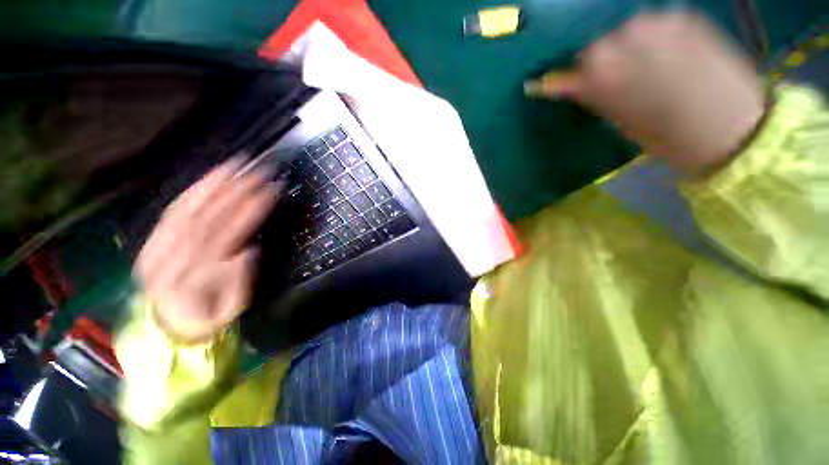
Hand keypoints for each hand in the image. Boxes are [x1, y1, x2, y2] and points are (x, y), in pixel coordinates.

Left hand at [134, 157, 280, 343]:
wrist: (165, 325)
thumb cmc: (205, 319)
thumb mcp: (229, 312)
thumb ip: (239, 284)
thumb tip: (249, 250)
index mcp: (191, 277)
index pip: (227, 234)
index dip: (252, 209)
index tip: (273, 190)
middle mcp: (170, 256)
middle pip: (209, 215)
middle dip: (238, 189)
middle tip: (262, 170)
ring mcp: (159, 244)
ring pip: (189, 208)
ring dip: (215, 182)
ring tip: (238, 163)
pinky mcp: (155, 238)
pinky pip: (175, 209)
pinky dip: (194, 190)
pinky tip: (211, 176)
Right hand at [537, 12, 765, 174]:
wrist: (733, 127)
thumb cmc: (667, 136)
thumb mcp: (619, 121)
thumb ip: (594, 97)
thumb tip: (571, 85)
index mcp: (601, 72)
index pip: (565, 73)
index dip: (558, 80)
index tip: (548, 84)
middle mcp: (624, 37)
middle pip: (596, 46)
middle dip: (598, 61)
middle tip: (611, 79)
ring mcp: (657, 21)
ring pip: (624, 32)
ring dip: (626, 47)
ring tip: (644, 67)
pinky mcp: (684, 16)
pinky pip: (653, 25)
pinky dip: (651, 38)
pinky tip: (664, 56)